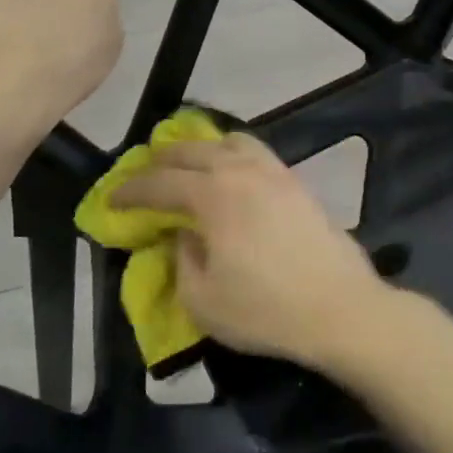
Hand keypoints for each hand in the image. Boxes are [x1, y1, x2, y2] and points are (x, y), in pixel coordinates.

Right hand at [112, 134, 390, 368]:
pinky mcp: (298, 184)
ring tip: (189, 166)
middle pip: (192, 150)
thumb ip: (182, 259)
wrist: (341, 309)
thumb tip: (185, 234)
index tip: (111, 200)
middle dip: (161, 160)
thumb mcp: (202, 299)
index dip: (130, 191)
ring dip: (201, 149)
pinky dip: (233, 155)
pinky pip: (257, 153)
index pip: (159, 183)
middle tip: (145, 177)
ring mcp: (275, 173)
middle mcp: (242, 171)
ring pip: (230, 142)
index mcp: (213, 195)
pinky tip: (232, 175)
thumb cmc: (266, 310)